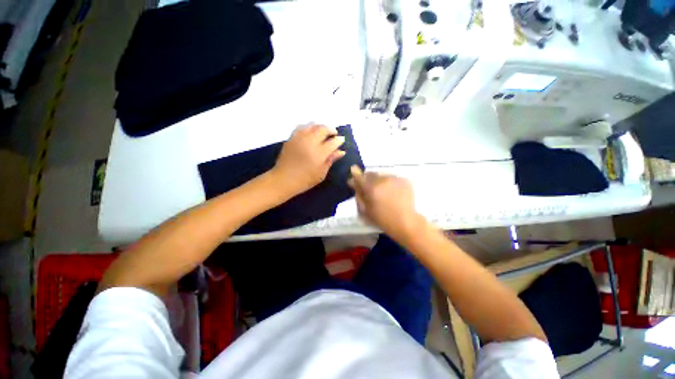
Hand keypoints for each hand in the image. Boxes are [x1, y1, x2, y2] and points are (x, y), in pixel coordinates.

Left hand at [271, 124, 345, 196]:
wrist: (283, 179)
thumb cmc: (305, 180)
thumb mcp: (321, 173)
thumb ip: (331, 160)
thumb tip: (341, 151)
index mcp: (318, 154)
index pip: (332, 142)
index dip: (339, 140)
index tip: (342, 140)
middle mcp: (309, 143)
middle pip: (323, 129)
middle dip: (331, 129)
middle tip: (334, 134)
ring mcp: (299, 139)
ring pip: (312, 125)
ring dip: (321, 126)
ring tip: (324, 131)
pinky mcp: (291, 138)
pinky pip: (302, 127)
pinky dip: (310, 127)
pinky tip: (312, 131)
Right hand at [348, 166, 423, 237]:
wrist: (406, 222)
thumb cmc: (382, 219)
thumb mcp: (365, 211)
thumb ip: (358, 195)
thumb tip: (354, 183)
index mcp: (371, 188)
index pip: (359, 176)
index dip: (355, 176)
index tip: (353, 180)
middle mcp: (382, 180)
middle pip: (370, 174)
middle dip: (367, 180)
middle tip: (369, 189)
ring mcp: (394, 178)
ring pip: (382, 175)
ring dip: (379, 181)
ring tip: (382, 192)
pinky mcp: (404, 180)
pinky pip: (392, 178)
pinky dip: (389, 183)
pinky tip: (392, 192)